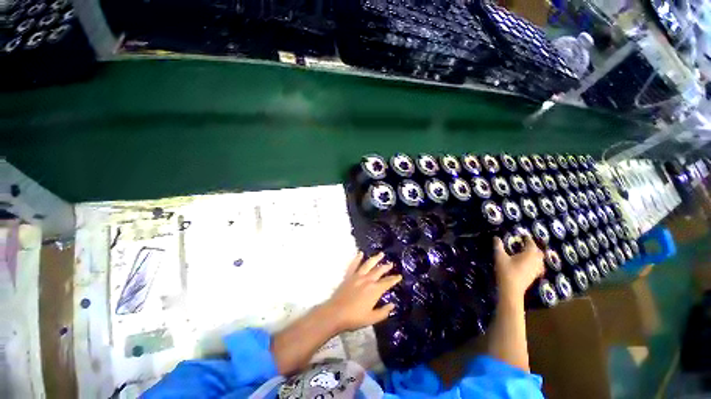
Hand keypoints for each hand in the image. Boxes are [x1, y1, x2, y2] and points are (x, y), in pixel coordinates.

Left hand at [324, 252, 401, 332]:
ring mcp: (357, 276)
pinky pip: (354, 265)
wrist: (335, 313)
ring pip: (368, 264)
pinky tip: (360, 253)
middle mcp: (367, 280)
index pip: (387, 282)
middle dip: (386, 267)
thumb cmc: (354, 318)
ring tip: (381, 254)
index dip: (394, 279)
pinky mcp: (349, 276)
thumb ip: (383, 312)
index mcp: (375, 290)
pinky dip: (357, 258)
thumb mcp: (372, 318)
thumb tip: (392, 305)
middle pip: (379, 271)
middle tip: (391, 263)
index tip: (399, 276)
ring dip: (375, 258)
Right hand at [493, 235, 544, 299]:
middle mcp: (536, 261)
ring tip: (527, 252)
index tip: (523, 235)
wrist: (511, 289)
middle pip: (538, 252)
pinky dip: (535, 262)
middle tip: (525, 243)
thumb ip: (498, 246)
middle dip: (533, 246)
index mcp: (529, 254)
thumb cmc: (506, 271)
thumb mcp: (500, 257)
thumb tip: (496, 237)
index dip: (527, 239)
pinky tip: (529, 264)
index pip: (531, 244)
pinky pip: (539, 266)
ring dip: (535, 255)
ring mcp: (536, 269)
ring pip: (540, 259)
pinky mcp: (534, 276)